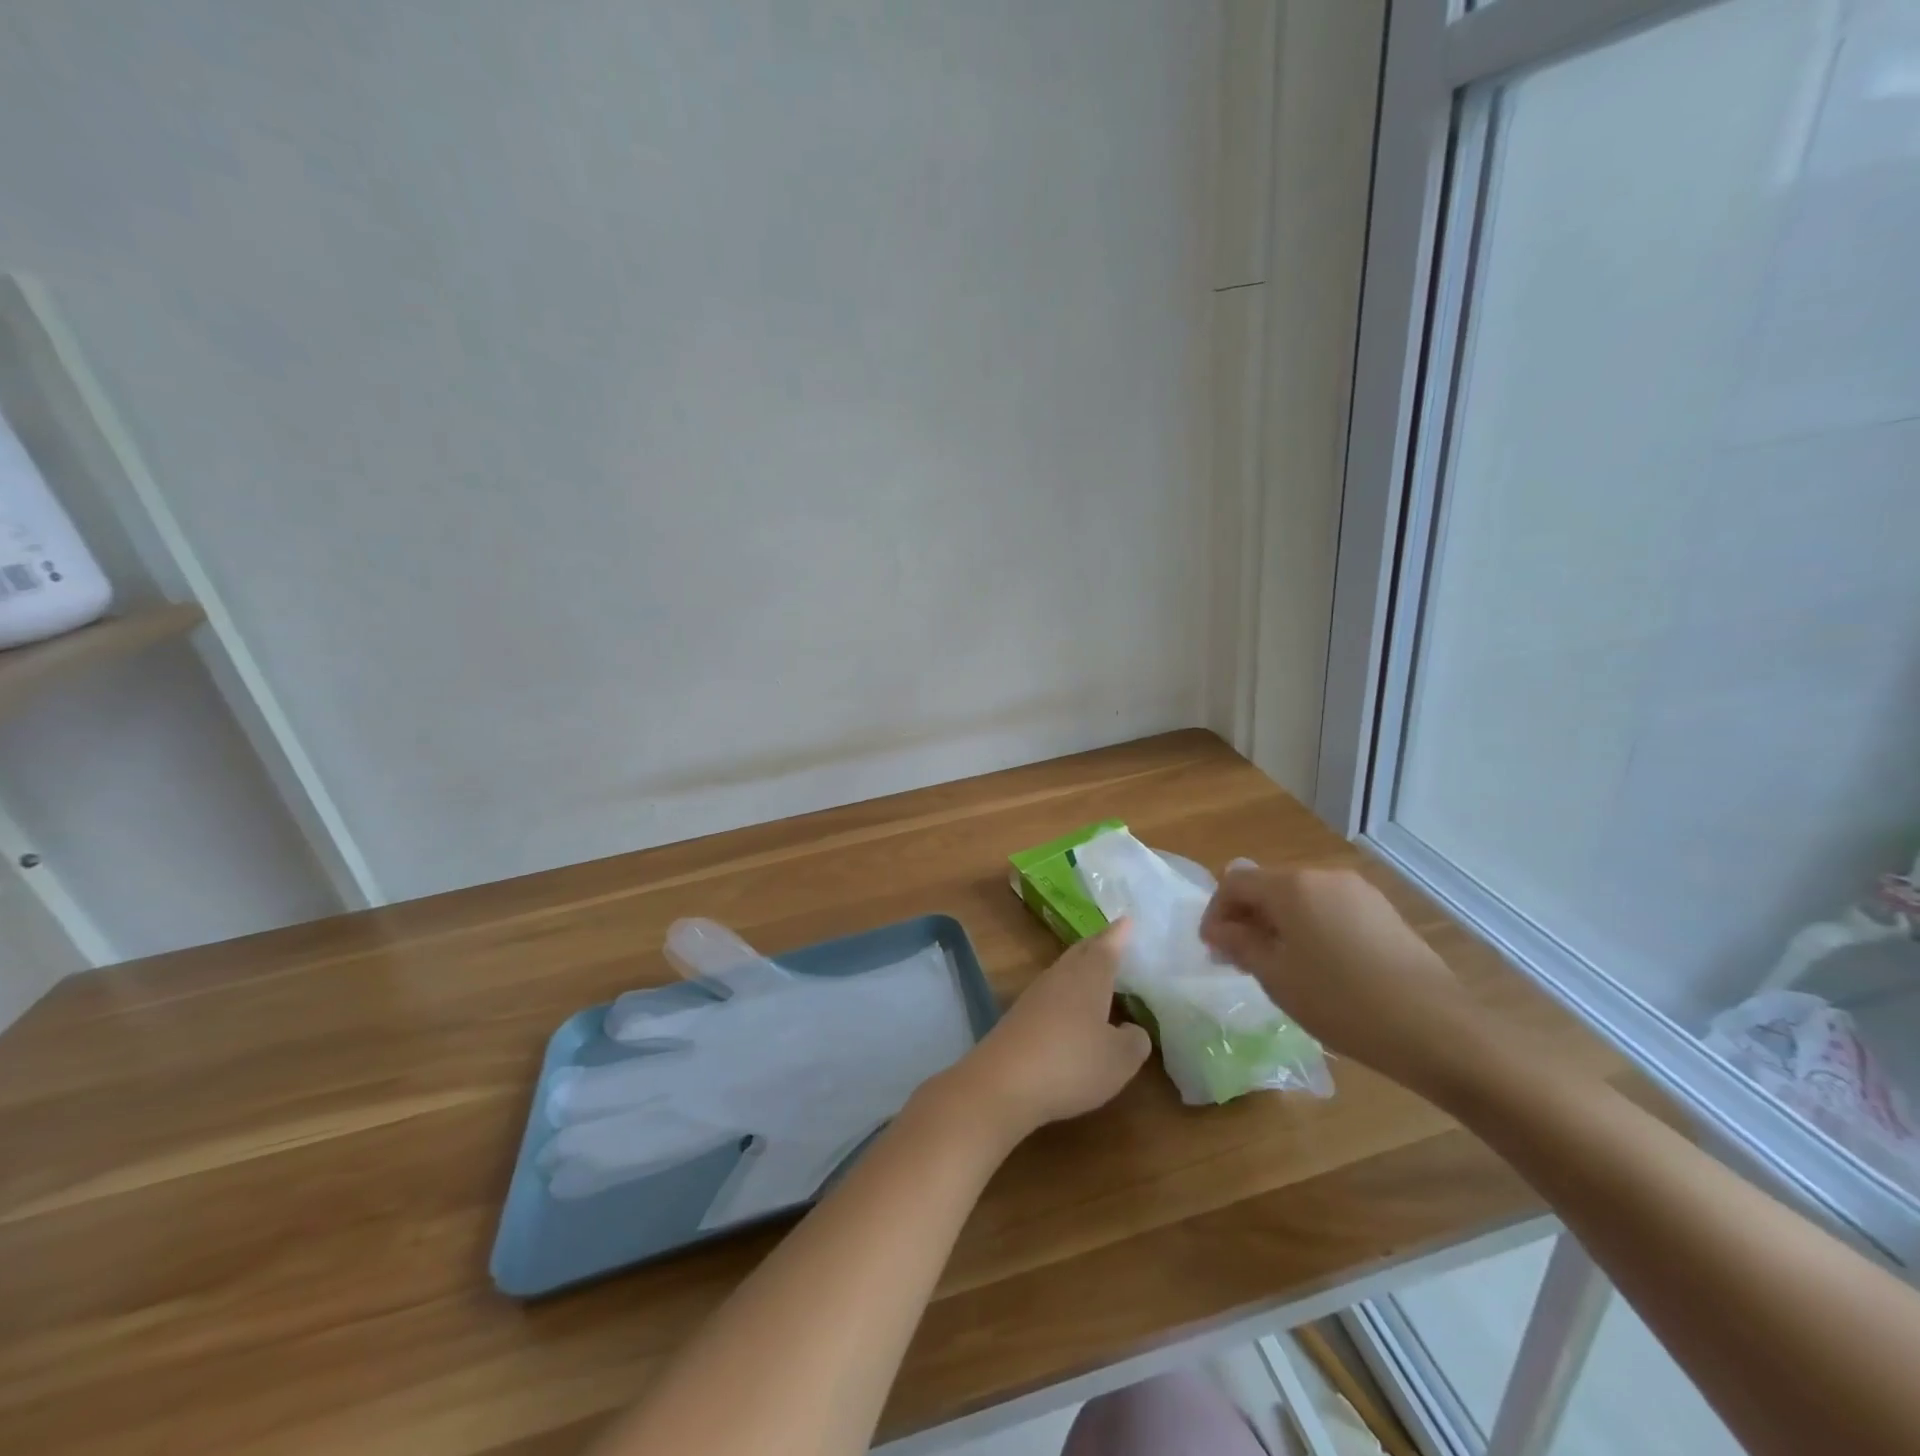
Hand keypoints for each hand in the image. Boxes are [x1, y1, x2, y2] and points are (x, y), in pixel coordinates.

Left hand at [940, 921, 1151, 1142]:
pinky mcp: (1020, 1016)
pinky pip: (1051, 993)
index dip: (1119, 934)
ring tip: (1099, 972)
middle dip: (1099, 944)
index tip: (1128, 919)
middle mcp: (1060, 976)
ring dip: (1081, 968)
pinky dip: (1067, 992)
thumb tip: (1132, 1029)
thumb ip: (1134, 1040)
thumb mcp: (1119, 1059)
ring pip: (1064, 971)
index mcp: (1088, 976)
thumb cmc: (1070, 1063)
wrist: (1002, 1083)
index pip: (1107, 946)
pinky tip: (1072, 1008)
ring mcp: (1036, 995)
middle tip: (1115, 939)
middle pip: (1081, 952)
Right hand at [1198, 866, 1489, 1092]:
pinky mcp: (1383, 912)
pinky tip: (1320, 968)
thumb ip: (1239, 944)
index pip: (1234, 882)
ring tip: (1279, 967)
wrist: (1436, 1029)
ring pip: (1300, 899)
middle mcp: (1323, 876)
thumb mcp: (1276, 977)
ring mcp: (1358, 892)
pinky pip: (1330, 910)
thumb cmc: (1340, 1001)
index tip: (1212, 949)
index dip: (1215, 913)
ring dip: (1279, 925)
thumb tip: (1219, 929)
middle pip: (1268, 887)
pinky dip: (1311, 929)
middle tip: (1240, 961)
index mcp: (1291, 886)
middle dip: (1247, 919)